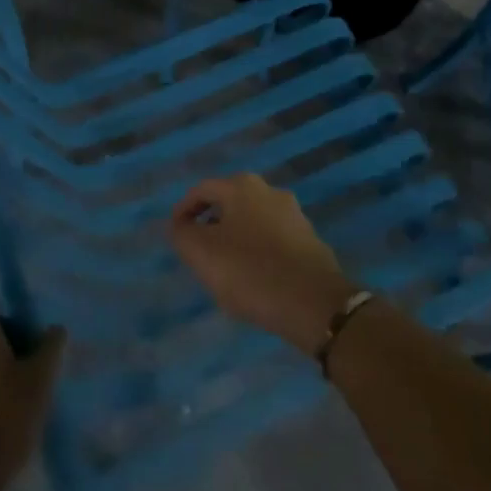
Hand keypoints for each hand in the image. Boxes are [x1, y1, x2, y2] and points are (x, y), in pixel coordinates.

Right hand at [169, 173, 358, 353]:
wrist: (314, 304)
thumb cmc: (250, 271)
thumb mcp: (201, 253)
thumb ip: (182, 233)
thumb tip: (181, 225)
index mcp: (242, 186)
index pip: (202, 190)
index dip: (183, 211)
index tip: (176, 235)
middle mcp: (270, 192)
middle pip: (229, 204)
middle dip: (211, 226)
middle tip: (199, 253)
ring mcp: (295, 216)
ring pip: (252, 223)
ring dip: (235, 240)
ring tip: (225, 270)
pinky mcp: (311, 243)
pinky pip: (273, 242)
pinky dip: (258, 254)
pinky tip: (254, 280)